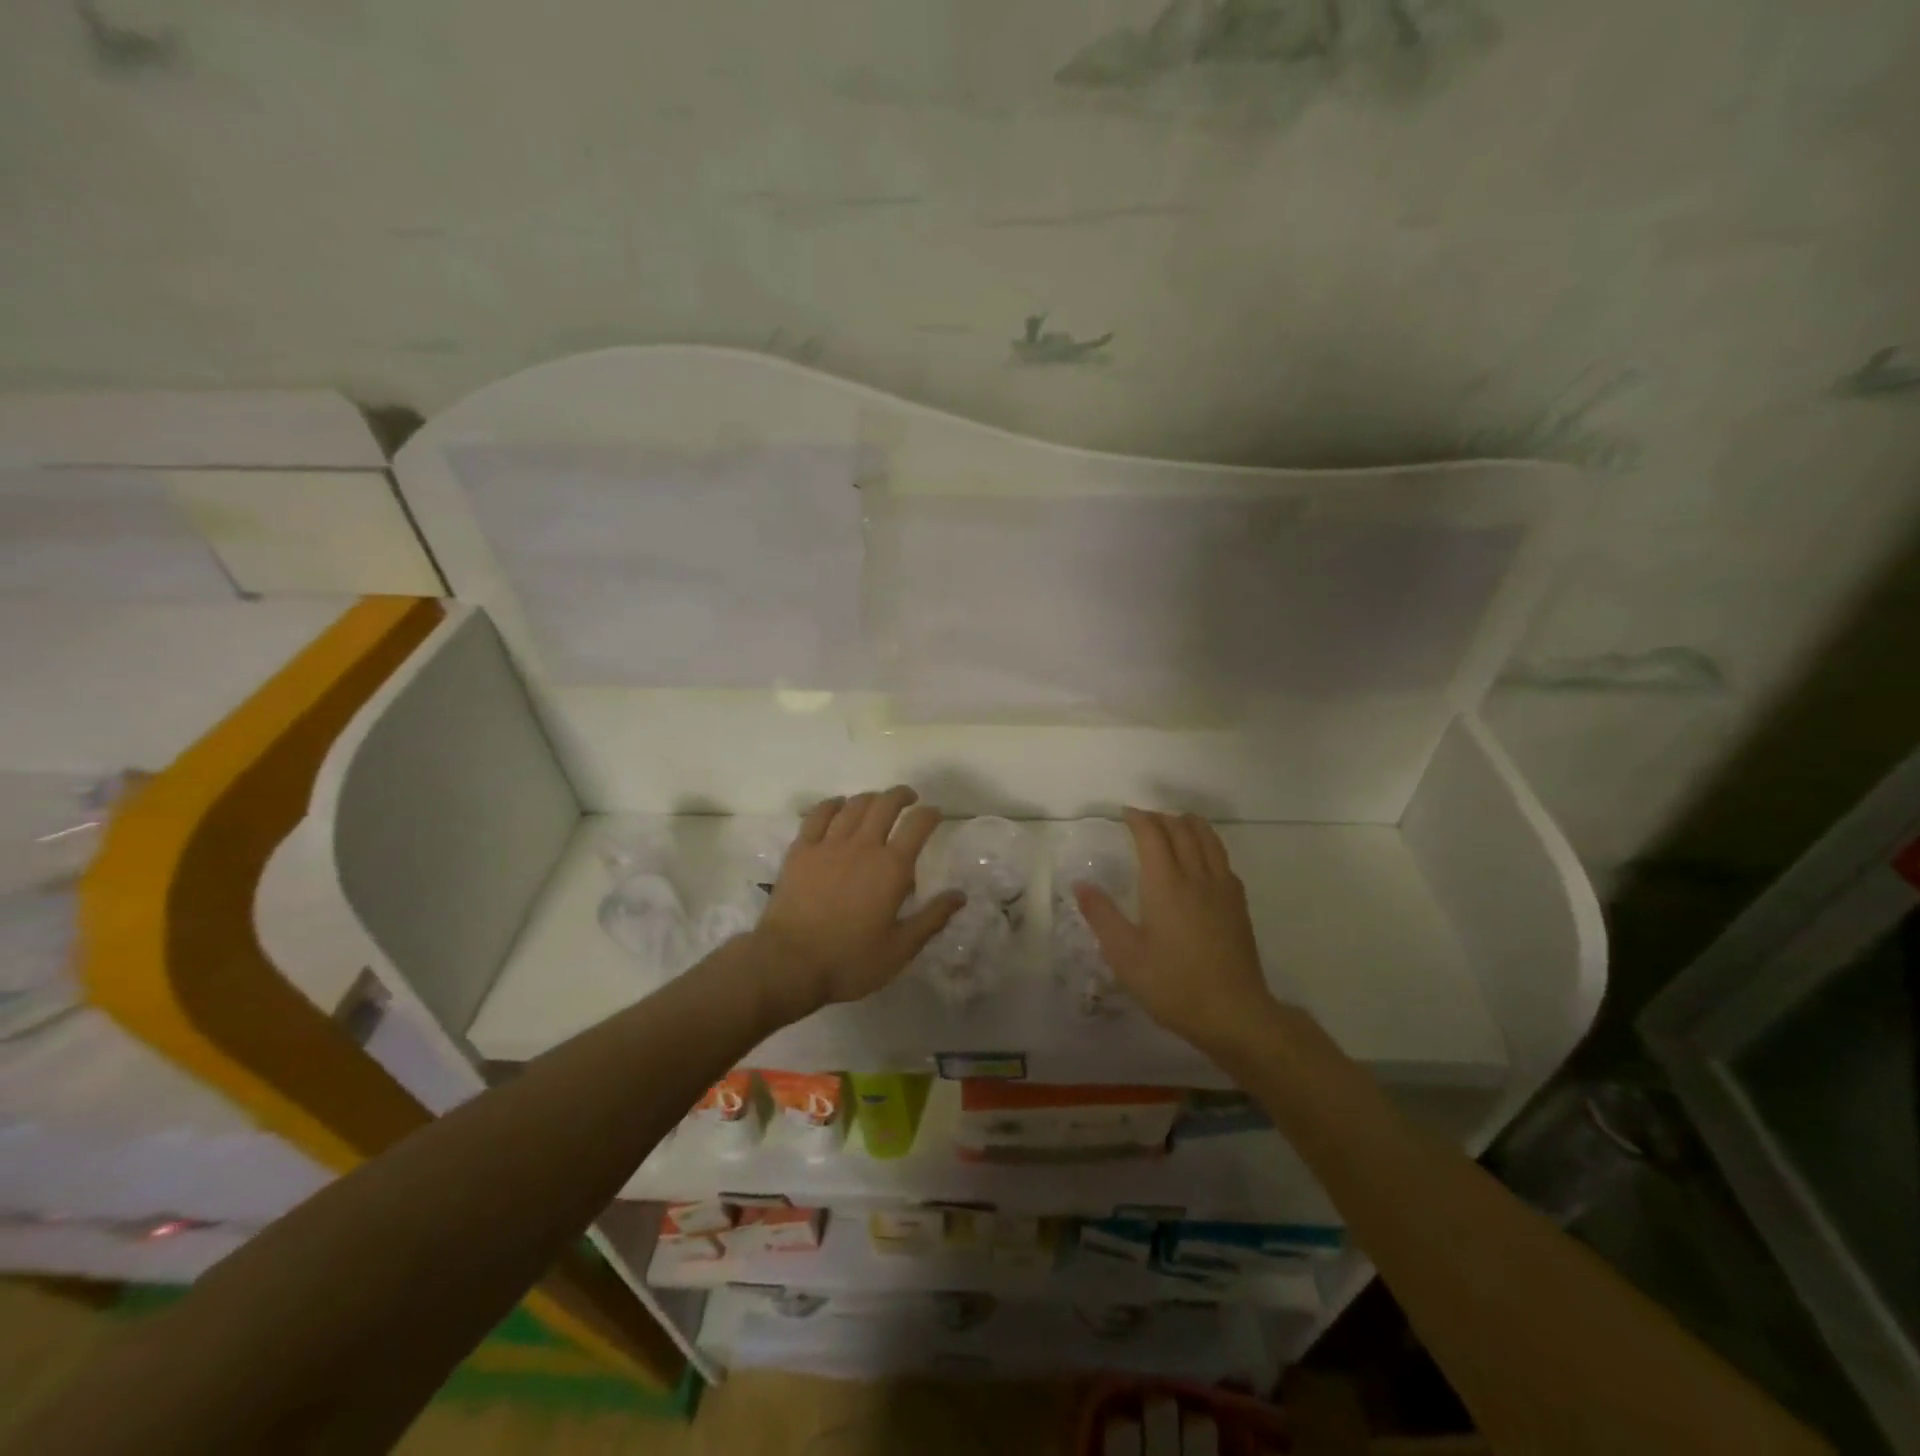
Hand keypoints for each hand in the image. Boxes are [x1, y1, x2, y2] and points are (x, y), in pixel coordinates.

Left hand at [751, 786, 963, 1018]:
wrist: (789, 963)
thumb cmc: (849, 960)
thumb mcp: (900, 949)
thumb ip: (932, 918)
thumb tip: (960, 895)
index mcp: (891, 868)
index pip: (918, 824)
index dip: (930, 814)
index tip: (935, 815)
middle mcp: (862, 846)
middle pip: (885, 804)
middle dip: (901, 796)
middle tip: (909, 799)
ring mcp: (828, 844)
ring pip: (854, 805)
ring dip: (871, 798)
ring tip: (877, 803)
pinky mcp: (800, 850)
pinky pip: (818, 815)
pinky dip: (832, 804)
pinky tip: (838, 806)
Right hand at [1073, 808, 1277, 1051]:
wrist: (1233, 1013)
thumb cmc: (1173, 984)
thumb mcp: (1125, 955)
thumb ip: (1102, 916)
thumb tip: (1081, 885)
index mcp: (1166, 884)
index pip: (1152, 834)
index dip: (1138, 819)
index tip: (1125, 814)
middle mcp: (1196, 876)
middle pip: (1182, 829)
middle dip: (1161, 818)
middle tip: (1143, 821)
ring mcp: (1222, 888)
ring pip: (1208, 838)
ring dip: (1188, 824)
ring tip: (1174, 825)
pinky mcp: (1238, 904)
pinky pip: (1222, 858)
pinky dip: (1207, 845)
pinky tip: (1201, 860)